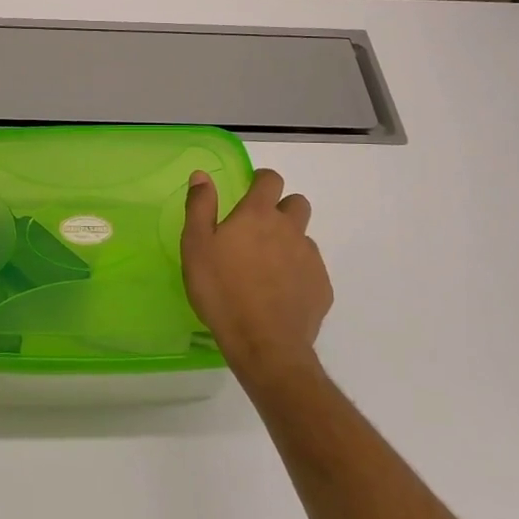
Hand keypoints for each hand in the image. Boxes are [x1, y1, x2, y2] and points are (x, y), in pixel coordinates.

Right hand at [181, 168, 332, 387]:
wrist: (264, 343)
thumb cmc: (221, 290)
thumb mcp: (196, 246)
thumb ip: (200, 206)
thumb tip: (202, 175)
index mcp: (258, 215)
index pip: (271, 180)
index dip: (262, 181)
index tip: (250, 190)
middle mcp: (290, 229)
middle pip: (297, 203)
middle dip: (282, 208)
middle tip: (259, 229)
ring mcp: (310, 258)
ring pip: (304, 238)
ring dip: (289, 242)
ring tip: (267, 266)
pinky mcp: (321, 286)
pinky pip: (311, 269)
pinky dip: (298, 273)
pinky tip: (280, 293)